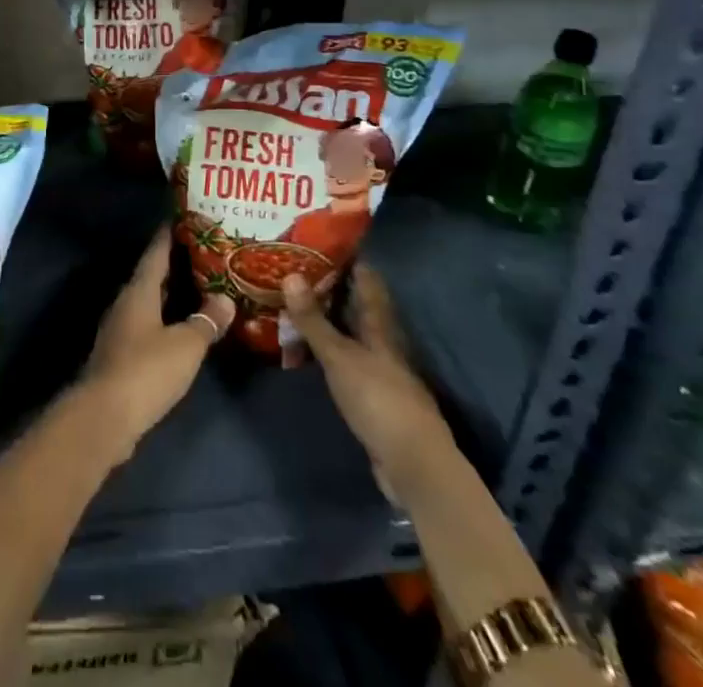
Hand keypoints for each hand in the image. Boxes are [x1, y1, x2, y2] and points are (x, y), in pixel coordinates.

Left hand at [76, 226, 233, 459]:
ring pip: (150, 302)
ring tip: (202, 289)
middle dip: (176, 264)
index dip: (170, 234)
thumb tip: (225, 299)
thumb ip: (206, 321)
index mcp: (139, 290)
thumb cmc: (146, 370)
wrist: (104, 417)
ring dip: (173, 295)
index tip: (186, 217)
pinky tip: (185, 329)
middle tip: (206, 254)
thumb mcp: (186, 345)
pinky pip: (149, 326)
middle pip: (153, 276)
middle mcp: (126, 303)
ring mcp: (121, 329)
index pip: (155, 252)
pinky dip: (167, 320)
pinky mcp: (122, 355)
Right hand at [282, 263, 454, 500]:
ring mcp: (378, 368)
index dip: (347, 258)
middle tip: (293, 267)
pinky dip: (324, 347)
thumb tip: (290, 273)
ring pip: (347, 331)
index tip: (318, 240)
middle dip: (328, 286)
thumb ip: (314, 319)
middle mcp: (381, 340)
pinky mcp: (370, 393)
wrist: (413, 464)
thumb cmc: (379, 400)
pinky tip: (303, 347)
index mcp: (380, 325)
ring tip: (290, 301)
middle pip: (355, 304)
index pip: (366, 280)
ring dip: (324, 318)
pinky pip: (343, 358)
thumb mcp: (339, 356)